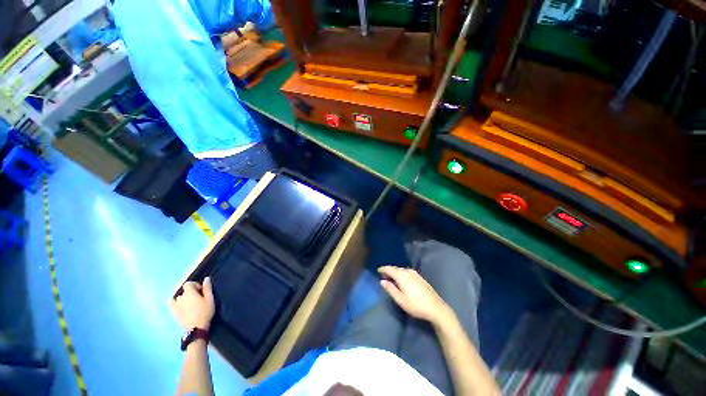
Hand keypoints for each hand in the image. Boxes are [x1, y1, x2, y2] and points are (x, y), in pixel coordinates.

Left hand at [171, 277, 214, 330]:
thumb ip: (207, 288)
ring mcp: (175, 306)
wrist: (196, 328)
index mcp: (189, 293)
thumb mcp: (210, 299)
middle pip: (184, 291)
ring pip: (178, 298)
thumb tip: (206, 278)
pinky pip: (173, 305)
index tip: (202, 291)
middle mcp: (180, 297)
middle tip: (198, 298)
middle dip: (190, 292)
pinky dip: (177, 304)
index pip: (188, 283)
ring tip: (191, 303)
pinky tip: (182, 307)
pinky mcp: (174, 313)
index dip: (195, 285)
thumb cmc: (205, 312)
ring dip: (184, 298)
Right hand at [378, 266, 452, 324]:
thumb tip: (382, 281)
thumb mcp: (400, 299)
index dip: (383, 269)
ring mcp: (415, 274)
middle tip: (383, 276)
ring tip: (391, 278)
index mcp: (402, 275)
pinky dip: (402, 274)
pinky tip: (402, 281)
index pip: (389, 269)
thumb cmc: (415, 305)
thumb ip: (390, 289)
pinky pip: (407, 272)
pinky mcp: (420, 277)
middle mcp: (408, 271)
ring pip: (402, 270)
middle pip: (396, 268)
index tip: (378, 270)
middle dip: (389, 271)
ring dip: (396, 273)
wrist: (436, 308)